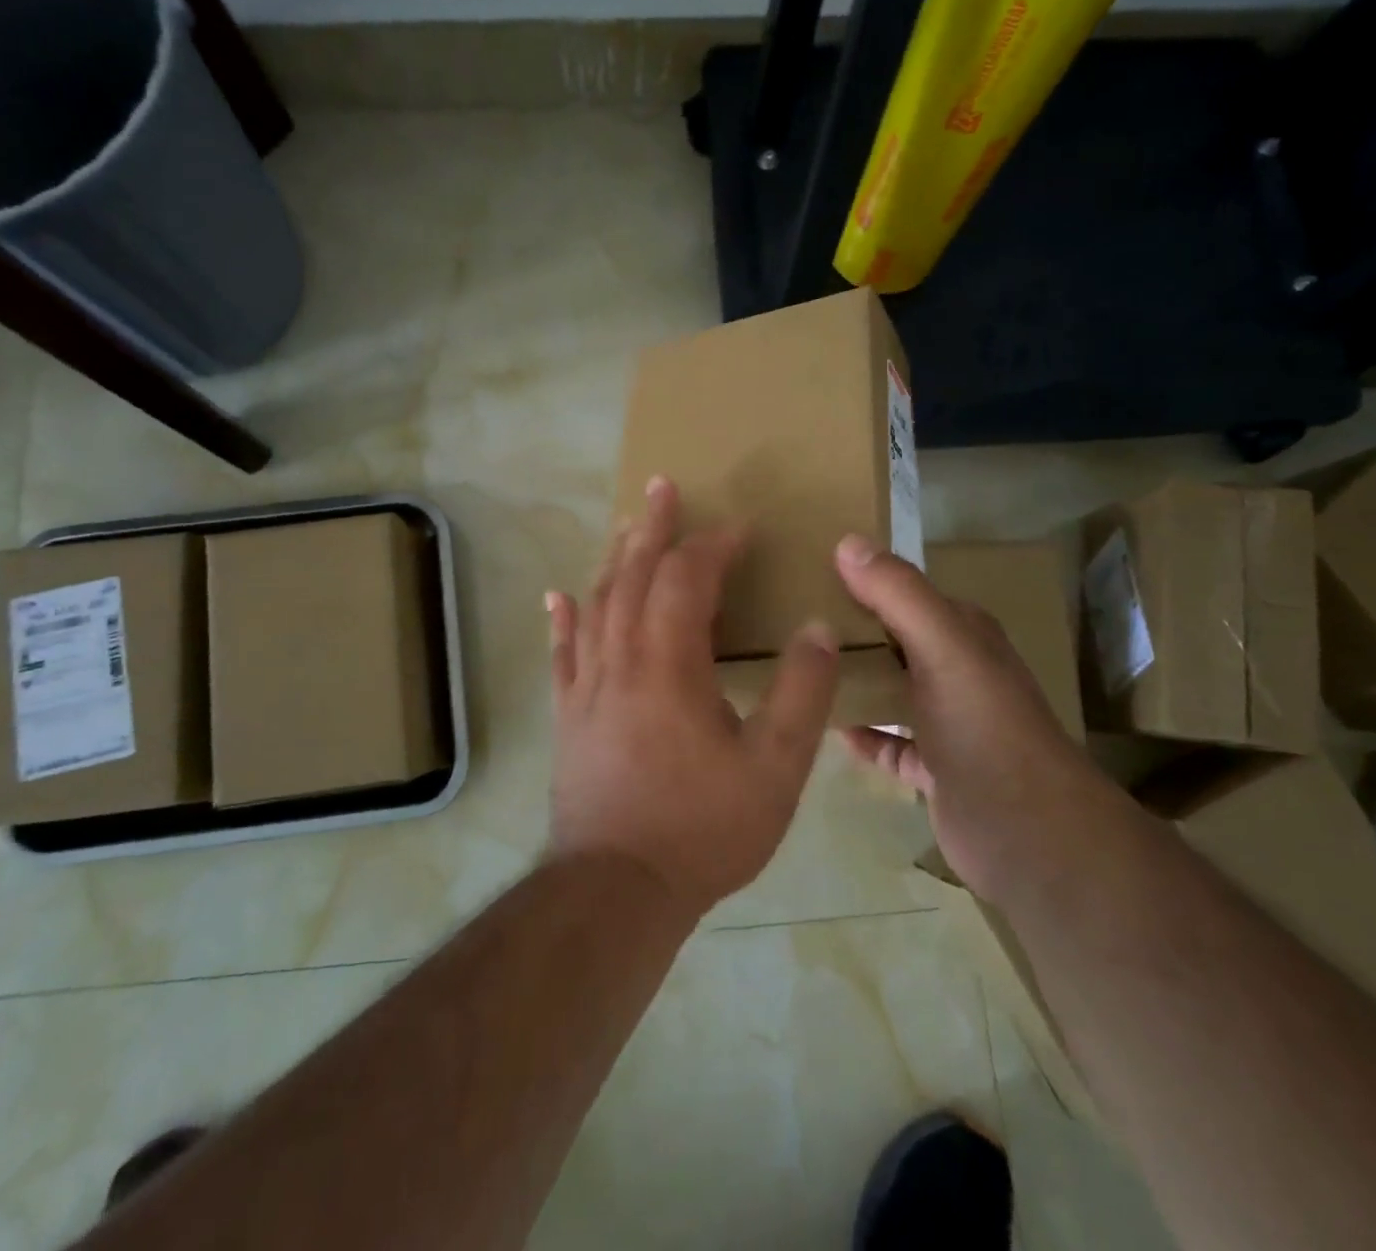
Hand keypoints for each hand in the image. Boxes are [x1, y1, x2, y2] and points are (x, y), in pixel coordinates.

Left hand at [545, 477, 839, 916]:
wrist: (616, 889)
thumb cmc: (702, 829)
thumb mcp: (775, 769)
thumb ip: (801, 694)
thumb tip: (817, 628)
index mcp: (669, 664)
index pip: (687, 580)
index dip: (713, 546)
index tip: (740, 528)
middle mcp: (620, 659)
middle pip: (631, 575)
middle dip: (651, 528)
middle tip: (660, 487)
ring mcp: (586, 686)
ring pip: (596, 604)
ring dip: (613, 559)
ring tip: (625, 526)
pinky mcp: (568, 714)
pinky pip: (562, 652)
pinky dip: (563, 618)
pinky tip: (558, 596)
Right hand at [832, 535, 1086, 897]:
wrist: (1029, 834)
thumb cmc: (984, 727)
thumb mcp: (942, 648)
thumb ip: (899, 594)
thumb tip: (847, 542)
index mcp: (963, 634)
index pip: (905, 593)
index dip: (862, 580)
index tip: (806, 575)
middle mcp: (957, 671)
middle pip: (894, 641)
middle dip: (850, 632)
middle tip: (788, 625)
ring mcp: (948, 723)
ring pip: (891, 691)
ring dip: (855, 682)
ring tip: (799, 673)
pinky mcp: (935, 769)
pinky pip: (889, 743)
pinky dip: (864, 736)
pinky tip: (829, 729)